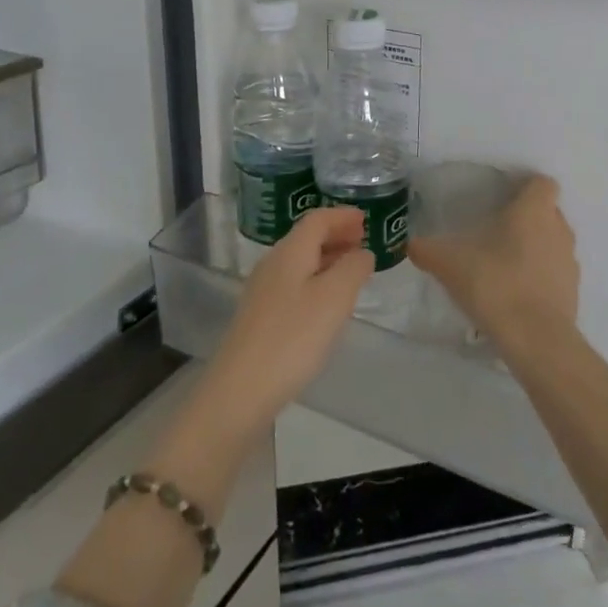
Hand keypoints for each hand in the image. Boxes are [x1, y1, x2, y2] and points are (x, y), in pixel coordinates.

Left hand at [197, 207, 373, 440]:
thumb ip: (353, 268)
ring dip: (327, 259)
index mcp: (290, 252)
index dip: (343, 216)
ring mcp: (262, 292)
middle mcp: (273, 264)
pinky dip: (316, 280)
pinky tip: (327, 303)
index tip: (367, 219)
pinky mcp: (260, 317)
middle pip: (306, 238)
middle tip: (364, 242)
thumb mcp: (335, 298)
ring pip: (300, 262)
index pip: (317, 219)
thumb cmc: (293, 337)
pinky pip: (294, 284)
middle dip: (336, 235)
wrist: (240, 390)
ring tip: (352, 270)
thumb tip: (362, 252)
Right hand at [409, 175, 579, 356]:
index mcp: (534, 210)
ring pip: (553, 242)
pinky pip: (554, 273)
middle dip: (526, 217)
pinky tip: (514, 292)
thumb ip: (428, 250)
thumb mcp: (449, 264)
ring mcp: (569, 262)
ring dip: (534, 247)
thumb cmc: (495, 284)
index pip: (542, 182)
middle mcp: (559, 229)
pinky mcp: (572, 292)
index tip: (502, 197)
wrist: (535, 339)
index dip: (525, 186)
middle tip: (495, 229)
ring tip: (503, 263)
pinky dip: (539, 276)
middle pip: (547, 211)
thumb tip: (412, 244)